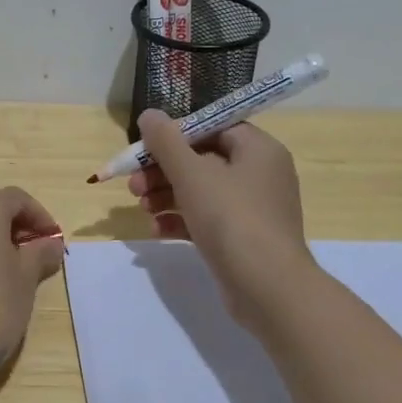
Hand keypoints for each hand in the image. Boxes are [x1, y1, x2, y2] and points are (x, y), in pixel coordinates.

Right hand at [128, 111, 311, 324]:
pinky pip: (207, 220)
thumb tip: (149, 114)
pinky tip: (156, 230)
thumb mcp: (192, 174)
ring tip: (141, 207)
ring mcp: (253, 209)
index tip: (146, 147)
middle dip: (163, 171)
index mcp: (258, 149)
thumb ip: (166, 142)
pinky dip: (181, 221)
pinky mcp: (243, 239)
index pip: (214, 127)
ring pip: (201, 192)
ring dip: (166, 196)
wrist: (268, 288)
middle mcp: (260, 174)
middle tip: (133, 184)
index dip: (177, 134)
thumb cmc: (232, 218)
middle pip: (202, 160)